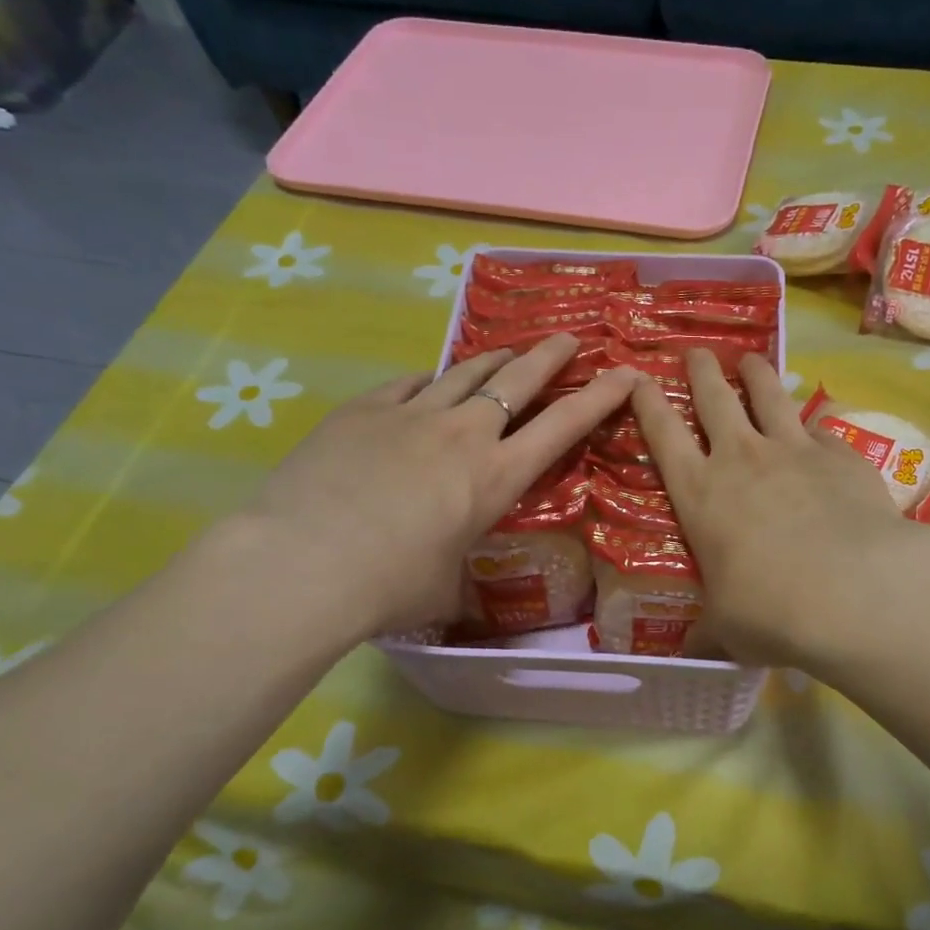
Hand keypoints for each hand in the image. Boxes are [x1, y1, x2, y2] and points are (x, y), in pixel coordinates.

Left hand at [242, 333, 635, 633]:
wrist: (304, 563)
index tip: (625, 373)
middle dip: (551, 356)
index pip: (563, 427)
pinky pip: (409, 383)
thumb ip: (457, 574)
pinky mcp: (364, 410)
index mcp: (496, 478)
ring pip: (466, 371)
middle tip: (570, 339)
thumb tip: (453, 586)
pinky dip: (429, 381)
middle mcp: (463, 435)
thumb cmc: (389, 587)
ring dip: (494, 359)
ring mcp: (411, 414)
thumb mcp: (443, 589)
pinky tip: (429, 381)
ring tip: (508, 352)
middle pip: (519, 380)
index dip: (600, 398)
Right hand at [632, 350, 929, 669]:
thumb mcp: (727, 629)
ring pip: (767, 395)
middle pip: (713, 398)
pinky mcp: (840, 455)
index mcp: (699, 494)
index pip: (663, 435)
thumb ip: (709, 632)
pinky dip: (811, 425)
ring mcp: (793, 450)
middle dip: (701, 371)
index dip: (648, 402)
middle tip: (696, 352)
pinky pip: (819, 429)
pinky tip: (815, 428)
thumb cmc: (770, 611)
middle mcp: (740, 459)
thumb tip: (692, 655)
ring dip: (754, 374)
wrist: (853, 592)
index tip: (639, 378)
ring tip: (749, 359)